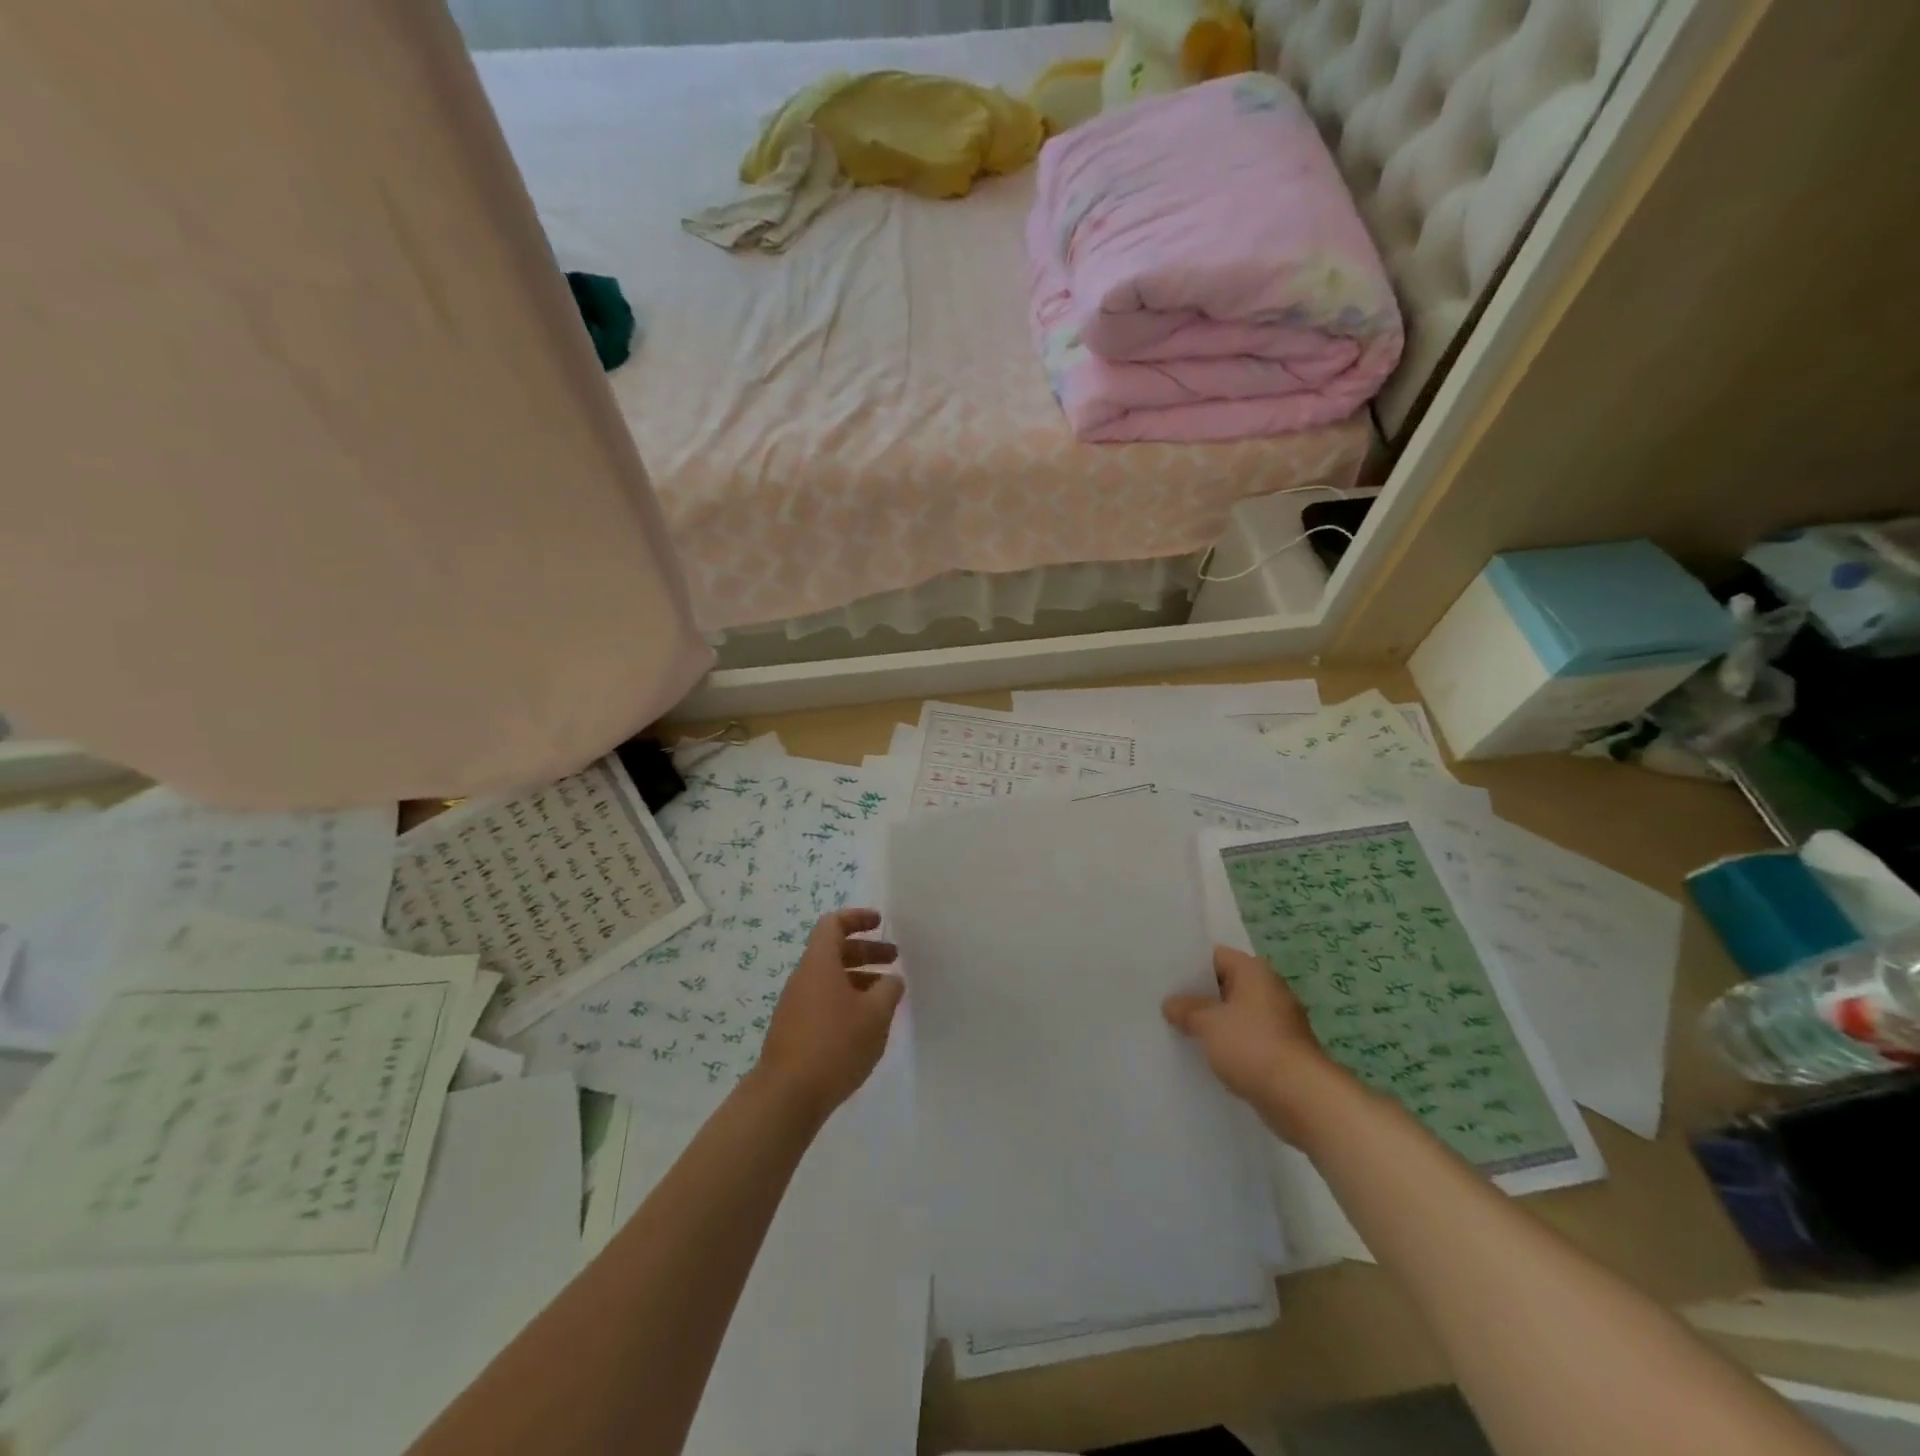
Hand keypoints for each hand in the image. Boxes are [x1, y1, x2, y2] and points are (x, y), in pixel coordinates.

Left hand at [754, 909, 902, 1120]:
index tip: (880, 923)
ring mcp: (795, 1005)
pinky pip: (824, 1002)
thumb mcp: (875, 1014)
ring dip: (859, 978)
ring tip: (886, 995)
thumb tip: (891, 980)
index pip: (833, 924)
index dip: (857, 918)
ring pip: (830, 979)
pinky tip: (866, 1023)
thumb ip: (888, 991)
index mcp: (819, 963)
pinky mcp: (795, 1031)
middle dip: (865, 951)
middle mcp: (803, 978)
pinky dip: (847, 1000)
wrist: (787, 1095)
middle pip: (834, 951)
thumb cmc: (835, 1044)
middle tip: (894, 958)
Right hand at [1163, 945, 1350, 1142]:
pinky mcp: (1280, 1053)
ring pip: (1234, 1015)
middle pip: (1225, 986)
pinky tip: (1203, 1056)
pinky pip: (1245, 1041)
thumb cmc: (1253, 1046)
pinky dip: (1227, 1046)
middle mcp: (1269, 991)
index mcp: (1254, 972)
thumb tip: (1171, 1004)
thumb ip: (1187, 1009)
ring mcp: (1277, 1023)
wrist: (1302, 1098)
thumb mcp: (1209, 1023)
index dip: (1189, 965)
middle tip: (1164, 1002)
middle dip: (1198, 996)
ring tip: (1177, 1029)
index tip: (1164, 976)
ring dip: (1212, 1023)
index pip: (1216, 956)